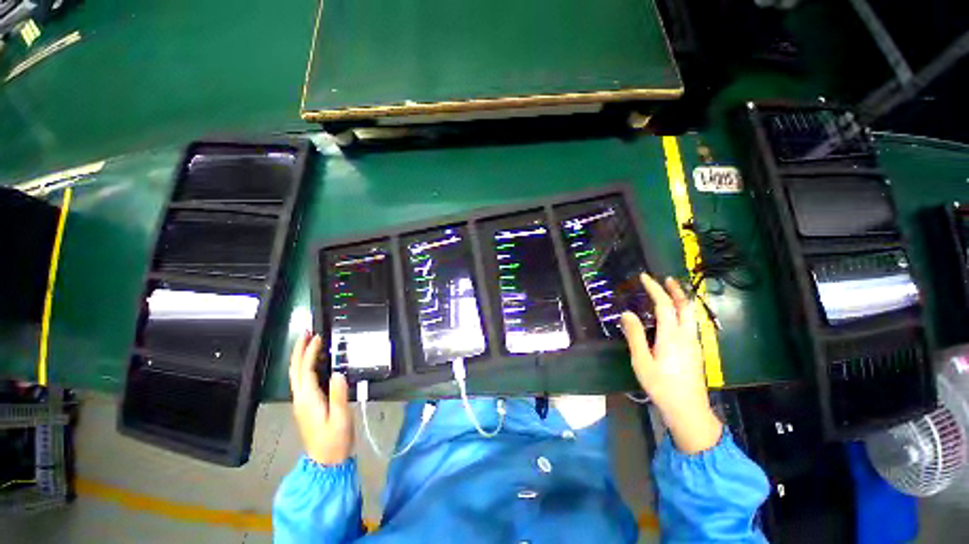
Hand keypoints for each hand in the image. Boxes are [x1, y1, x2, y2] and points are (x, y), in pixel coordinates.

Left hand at [289, 332, 353, 464]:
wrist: (326, 461)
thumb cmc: (335, 439)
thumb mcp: (340, 418)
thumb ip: (339, 395)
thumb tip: (338, 373)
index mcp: (308, 399)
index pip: (306, 370)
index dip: (310, 352)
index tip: (318, 337)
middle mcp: (301, 398)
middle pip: (295, 370)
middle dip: (298, 350)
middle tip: (306, 333)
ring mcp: (302, 402)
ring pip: (296, 375)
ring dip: (300, 357)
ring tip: (309, 342)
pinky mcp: (306, 405)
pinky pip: (302, 380)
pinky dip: (305, 366)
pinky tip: (315, 362)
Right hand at [620, 274, 721, 453]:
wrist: (688, 410)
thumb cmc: (661, 386)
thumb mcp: (642, 361)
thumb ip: (634, 336)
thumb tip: (627, 314)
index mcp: (671, 336)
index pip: (664, 305)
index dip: (654, 289)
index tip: (644, 277)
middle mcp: (686, 336)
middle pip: (685, 306)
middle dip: (675, 290)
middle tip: (665, 279)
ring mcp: (694, 343)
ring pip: (691, 314)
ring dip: (681, 300)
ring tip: (670, 293)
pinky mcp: (696, 351)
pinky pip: (690, 323)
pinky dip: (682, 312)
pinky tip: (674, 317)